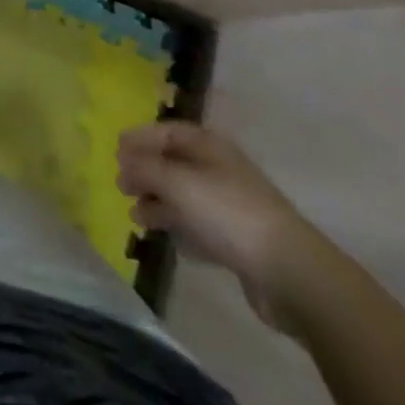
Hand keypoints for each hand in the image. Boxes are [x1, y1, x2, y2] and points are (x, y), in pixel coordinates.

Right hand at [117, 122, 320, 332]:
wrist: (289, 273)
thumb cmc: (228, 213)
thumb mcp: (178, 183)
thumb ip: (145, 167)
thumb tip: (122, 159)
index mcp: (209, 146)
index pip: (167, 131)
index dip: (140, 138)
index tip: (115, 151)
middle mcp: (219, 169)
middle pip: (174, 163)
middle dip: (146, 172)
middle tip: (121, 186)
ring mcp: (230, 205)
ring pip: (185, 196)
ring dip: (158, 202)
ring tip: (136, 216)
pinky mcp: (237, 241)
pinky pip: (199, 225)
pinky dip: (179, 227)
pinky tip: (165, 238)